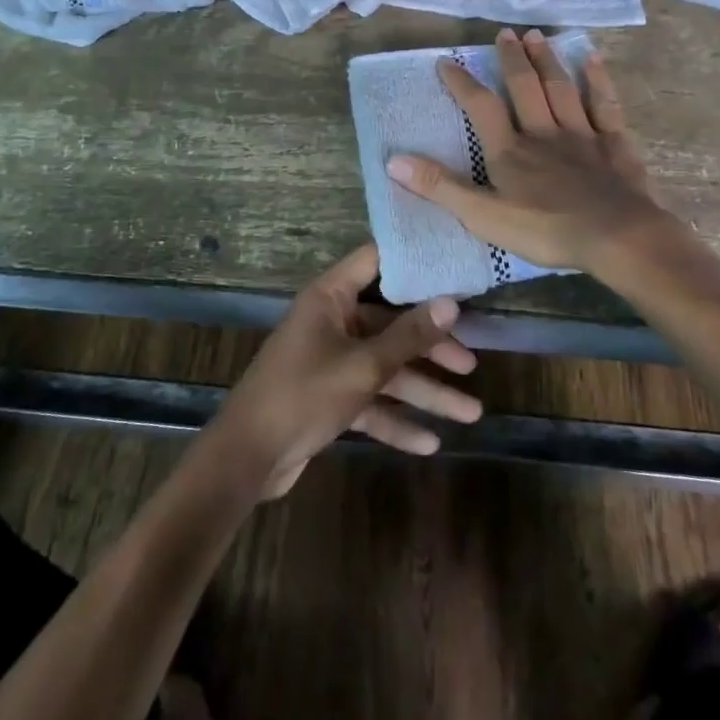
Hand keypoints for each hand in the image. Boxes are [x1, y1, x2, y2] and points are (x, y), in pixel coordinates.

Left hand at [214, 243, 482, 497]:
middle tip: (471, 363)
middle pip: (390, 324)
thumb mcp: (363, 366)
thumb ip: (409, 336)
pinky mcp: (328, 397)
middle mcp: (331, 322)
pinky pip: (370, 400)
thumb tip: (451, 303)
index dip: (414, 262)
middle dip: (431, 347)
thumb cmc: (304, 396)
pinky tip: (429, 443)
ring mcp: (329, 360)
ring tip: (471, 413)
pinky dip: (396, 420)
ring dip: (424, 391)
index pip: (377, 262)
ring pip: (385, 368)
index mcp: (330, 298)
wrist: (247, 458)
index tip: (455, 267)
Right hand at [385, 28, 670, 272]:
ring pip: (561, 89)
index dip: (462, 83)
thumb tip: (393, 161)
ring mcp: (581, 135)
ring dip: (547, 61)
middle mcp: (542, 133)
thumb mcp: (483, 216)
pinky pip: (604, 105)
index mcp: (509, 151)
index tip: (446, 61)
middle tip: (505, 32)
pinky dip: (598, 81)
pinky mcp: (614, 144)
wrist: (615, 237)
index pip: (481, 107)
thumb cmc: (546, 230)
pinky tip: (593, 59)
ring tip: (537, 36)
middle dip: (512, 59)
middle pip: (524, 87)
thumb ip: (440, 187)